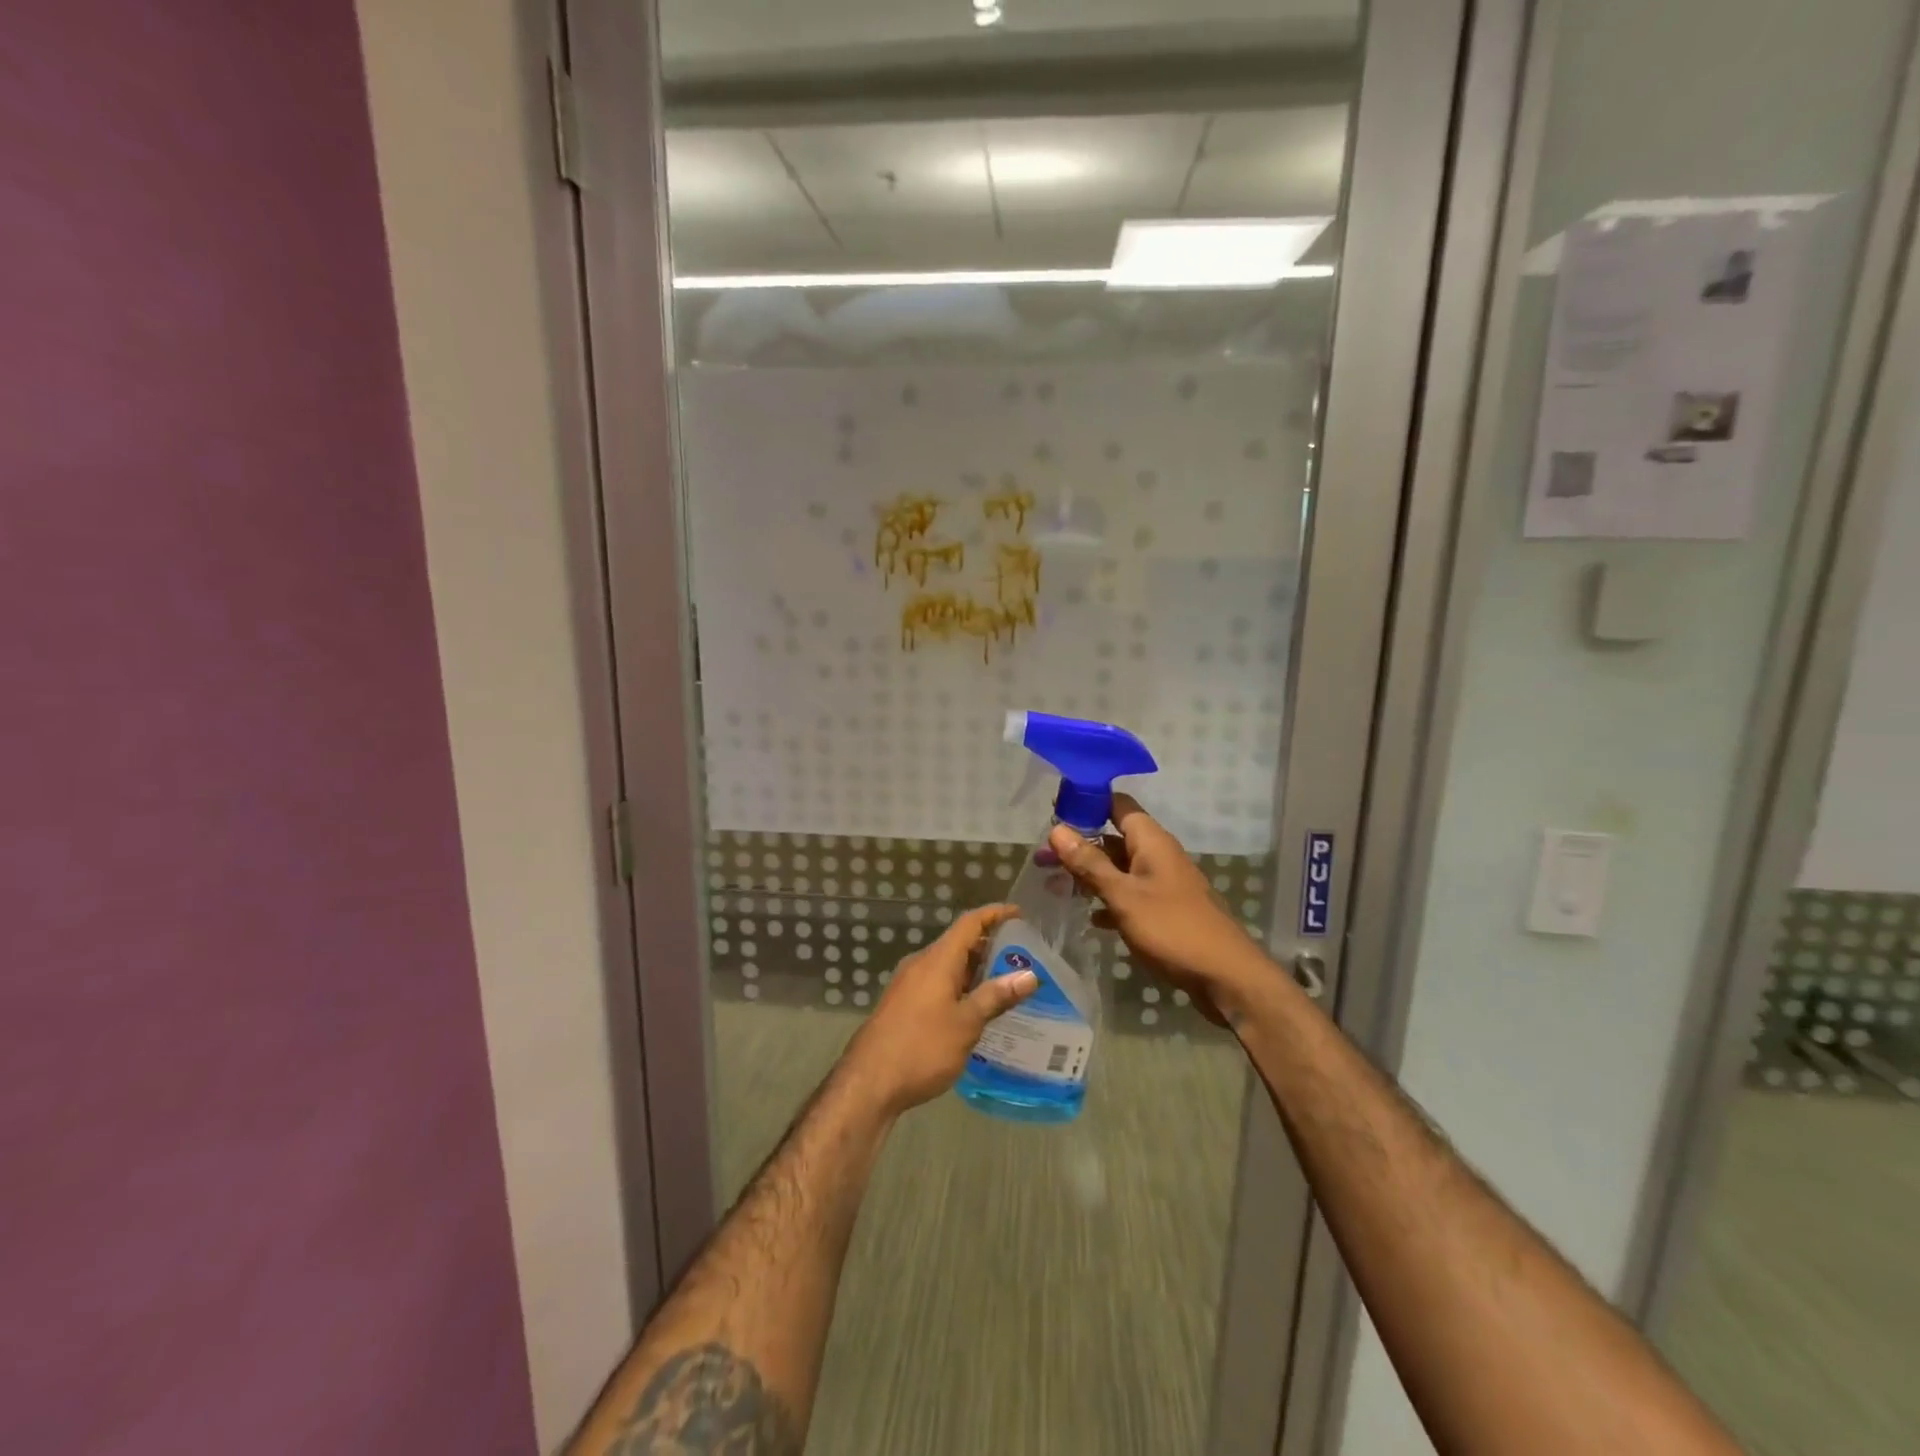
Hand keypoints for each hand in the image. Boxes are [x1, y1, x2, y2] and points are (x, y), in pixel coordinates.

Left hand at [836, 903, 1036, 1115]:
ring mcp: (908, 984)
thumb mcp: (966, 1023)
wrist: (868, 1082)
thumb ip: (996, 996)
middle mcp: (921, 964)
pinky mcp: (903, 1004)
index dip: (994, 914)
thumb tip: (1029, 975)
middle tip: (1022, 957)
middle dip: (989, 946)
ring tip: (1006, 983)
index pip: (969, 923)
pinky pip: (937, 983)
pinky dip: (960, 986)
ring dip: (975, 970)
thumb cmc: (922, 1048)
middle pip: (958, 943)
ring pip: (947, 965)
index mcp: (937, 960)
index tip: (1019, 914)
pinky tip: (975, 1009)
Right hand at [1046, 794, 1268, 1024]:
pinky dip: (1108, 900)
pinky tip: (1089, 918)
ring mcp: (1163, 883)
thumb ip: (1090, 863)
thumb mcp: (1123, 895)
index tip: (1053, 811)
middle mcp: (1158, 855)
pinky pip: (1130, 894)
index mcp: (1151, 841)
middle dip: (1079, 845)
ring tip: (1054, 885)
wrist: (1225, 977)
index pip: (1116, 804)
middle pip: (1113, 837)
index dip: (1086, 802)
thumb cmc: (1172, 929)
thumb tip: (1057, 830)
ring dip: (1090, 874)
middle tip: (1042, 858)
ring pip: (1119, 868)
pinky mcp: (1165, 910)